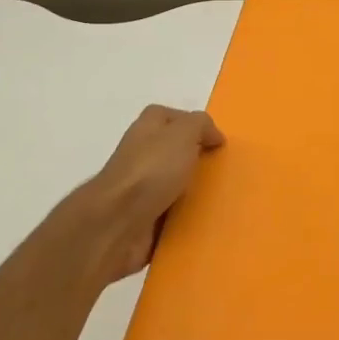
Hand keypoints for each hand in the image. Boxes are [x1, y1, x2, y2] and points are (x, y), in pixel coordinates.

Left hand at [72, 105, 224, 287]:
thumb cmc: (151, 170)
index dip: (191, 124)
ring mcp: (138, 189)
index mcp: (146, 129)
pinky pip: (169, 216)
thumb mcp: (183, 133)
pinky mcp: (141, 219)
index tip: (216, 140)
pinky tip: (203, 222)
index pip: (169, 117)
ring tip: (219, 199)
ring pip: (171, 185)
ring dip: (191, 192)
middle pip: (172, 151)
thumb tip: (212, 135)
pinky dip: (183, 219)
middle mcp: (140, 155)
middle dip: (195, 159)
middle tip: (221, 170)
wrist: (116, 222)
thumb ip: (201, 125)